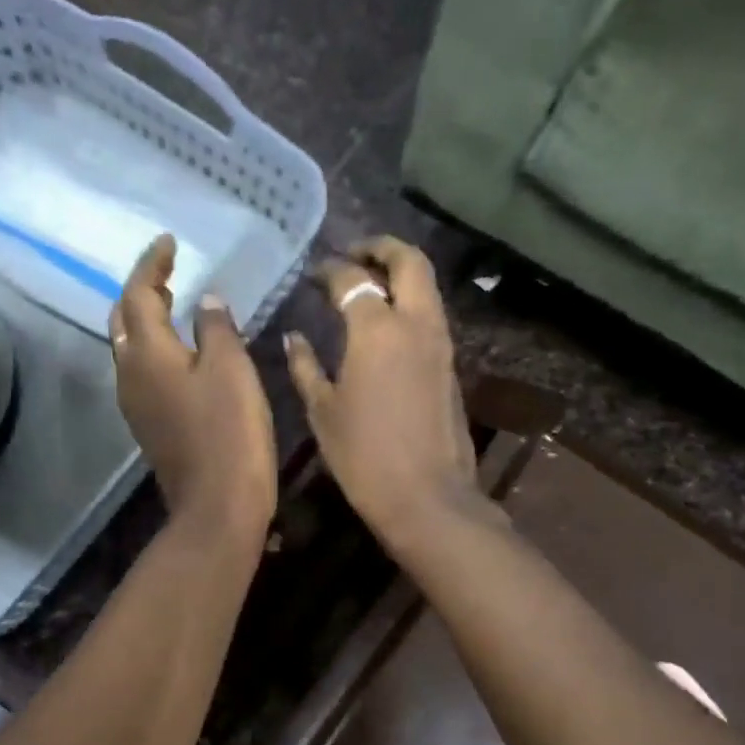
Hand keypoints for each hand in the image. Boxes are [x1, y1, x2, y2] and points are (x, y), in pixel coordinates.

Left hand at [112, 234, 276, 542]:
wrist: (217, 506)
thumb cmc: (229, 433)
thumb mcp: (231, 370)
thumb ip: (215, 328)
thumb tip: (205, 301)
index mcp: (147, 353)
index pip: (138, 294)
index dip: (152, 264)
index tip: (169, 243)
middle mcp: (130, 375)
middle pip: (123, 321)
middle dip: (141, 293)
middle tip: (168, 276)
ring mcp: (136, 406)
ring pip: (130, 350)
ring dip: (146, 323)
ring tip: (173, 307)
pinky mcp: (150, 428)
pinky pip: (143, 375)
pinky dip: (155, 353)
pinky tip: (180, 356)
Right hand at [285, 236, 485, 548]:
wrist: (425, 496)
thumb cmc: (363, 456)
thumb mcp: (322, 412)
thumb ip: (305, 367)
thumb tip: (294, 338)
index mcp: (376, 329)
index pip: (351, 279)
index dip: (328, 270)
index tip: (312, 275)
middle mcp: (415, 323)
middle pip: (408, 261)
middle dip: (380, 248)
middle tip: (353, 255)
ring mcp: (440, 343)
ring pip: (426, 286)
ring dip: (400, 274)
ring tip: (370, 285)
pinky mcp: (451, 366)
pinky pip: (431, 316)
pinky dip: (410, 304)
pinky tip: (386, 326)